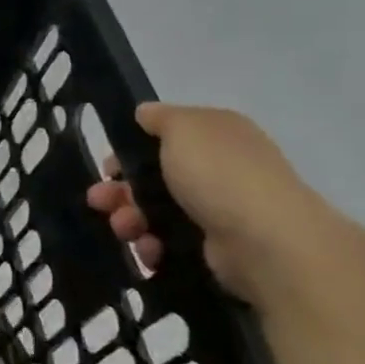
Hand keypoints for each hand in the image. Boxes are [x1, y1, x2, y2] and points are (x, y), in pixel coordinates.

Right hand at [85, 103, 333, 301]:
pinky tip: (149, 249)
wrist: (265, 240)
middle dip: (119, 191)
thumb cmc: (219, 174)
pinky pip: (169, 243)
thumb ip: (160, 117)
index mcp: (215, 136)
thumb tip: (144, 113)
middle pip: (151, 178)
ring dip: (129, 220)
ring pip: (154, 212)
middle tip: (99, 201)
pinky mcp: (213, 247)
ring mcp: (217, 210)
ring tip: (125, 230)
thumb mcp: (184, 127)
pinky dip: (152, 246)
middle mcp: (218, 170)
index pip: (162, 139)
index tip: (108, 167)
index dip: (129, 151)